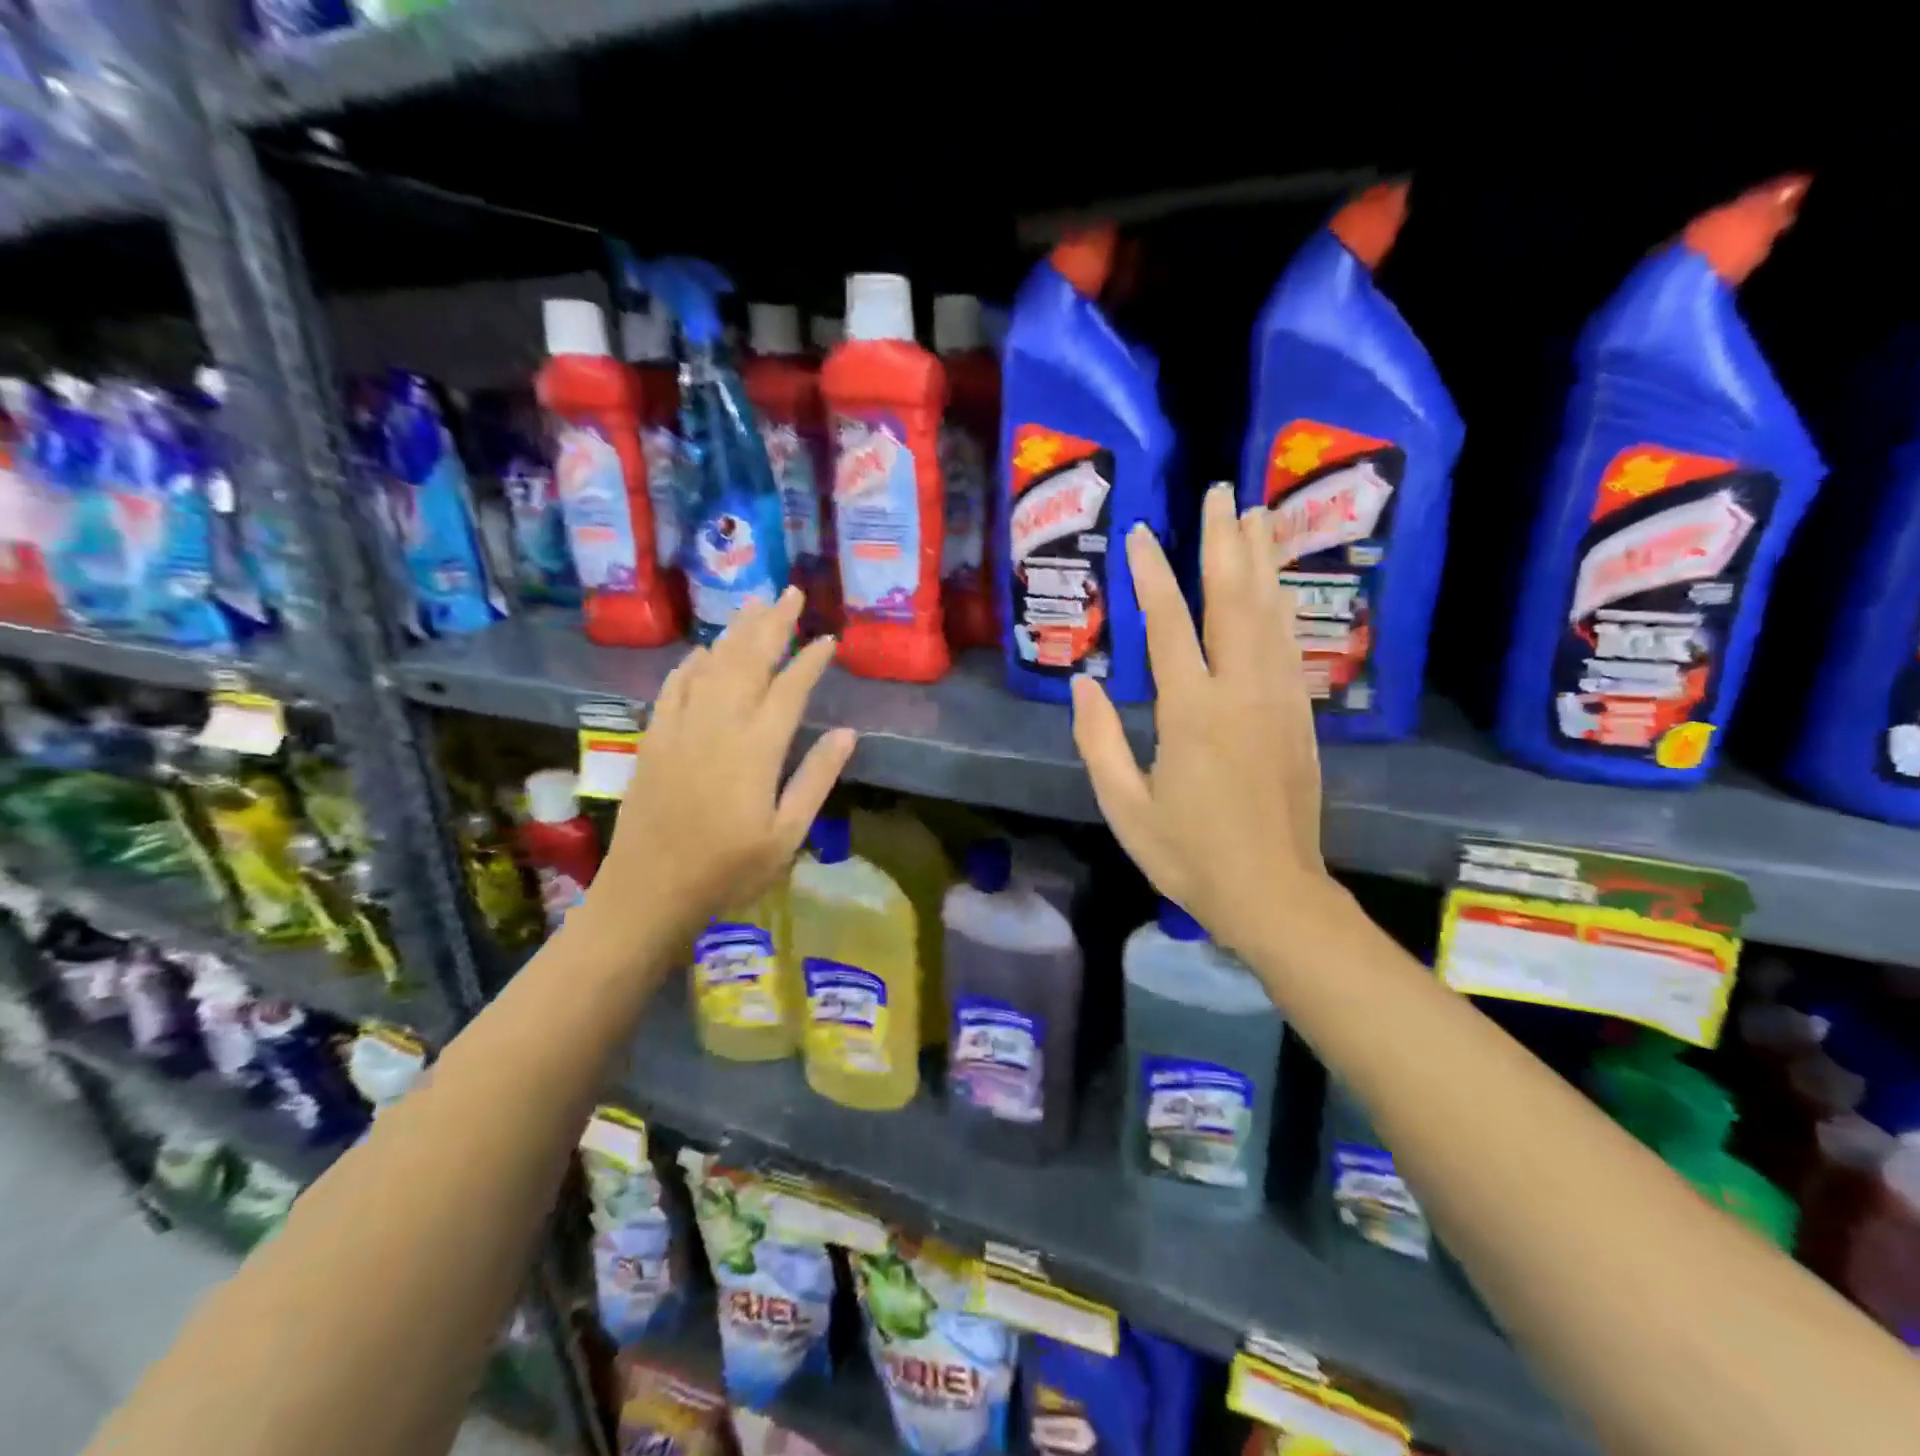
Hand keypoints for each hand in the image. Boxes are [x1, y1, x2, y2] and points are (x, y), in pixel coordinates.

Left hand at [588, 587, 855, 938]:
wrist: (648, 892)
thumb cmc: (728, 871)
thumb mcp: (787, 835)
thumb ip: (816, 778)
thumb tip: (848, 733)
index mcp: (756, 749)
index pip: (789, 689)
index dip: (810, 660)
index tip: (827, 638)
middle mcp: (717, 726)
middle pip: (747, 661)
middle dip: (771, 624)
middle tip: (789, 593)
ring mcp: (680, 729)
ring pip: (710, 666)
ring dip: (733, 633)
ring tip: (753, 605)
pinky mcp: (653, 740)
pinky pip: (673, 688)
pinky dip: (690, 664)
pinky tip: (701, 651)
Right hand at [1070, 484, 1329, 952]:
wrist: (1272, 892)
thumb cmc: (1188, 854)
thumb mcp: (1124, 806)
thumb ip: (1099, 742)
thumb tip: (1084, 683)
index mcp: (1190, 713)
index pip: (1169, 626)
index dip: (1152, 577)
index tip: (1141, 534)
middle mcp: (1239, 692)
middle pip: (1232, 601)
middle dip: (1224, 543)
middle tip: (1221, 493)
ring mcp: (1277, 701)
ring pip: (1270, 615)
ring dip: (1261, 561)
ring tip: (1256, 515)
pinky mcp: (1299, 716)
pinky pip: (1290, 646)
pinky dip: (1282, 607)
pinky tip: (1277, 586)